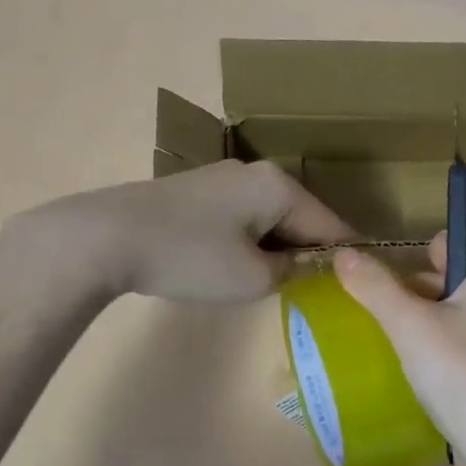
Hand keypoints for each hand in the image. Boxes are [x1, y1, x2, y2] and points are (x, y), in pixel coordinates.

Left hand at [53, 160, 352, 303]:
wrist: (106, 238)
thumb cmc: (190, 258)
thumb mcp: (252, 277)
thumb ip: (290, 272)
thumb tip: (298, 265)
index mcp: (279, 187)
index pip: (330, 226)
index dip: (345, 259)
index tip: (359, 285)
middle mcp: (256, 173)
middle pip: (300, 218)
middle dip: (307, 253)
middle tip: (311, 292)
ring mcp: (223, 179)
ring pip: (269, 219)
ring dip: (275, 249)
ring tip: (270, 283)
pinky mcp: (197, 192)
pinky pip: (241, 218)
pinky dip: (248, 242)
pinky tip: (232, 265)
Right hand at [335, 226, 465, 465]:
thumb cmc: (464, 375)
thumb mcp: (410, 326)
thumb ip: (375, 287)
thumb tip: (343, 253)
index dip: (437, 242)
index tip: (404, 268)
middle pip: (465, 271)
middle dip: (424, 285)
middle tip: (391, 308)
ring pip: (465, 310)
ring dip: (430, 319)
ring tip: (395, 339)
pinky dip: (446, 346)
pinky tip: (419, 368)